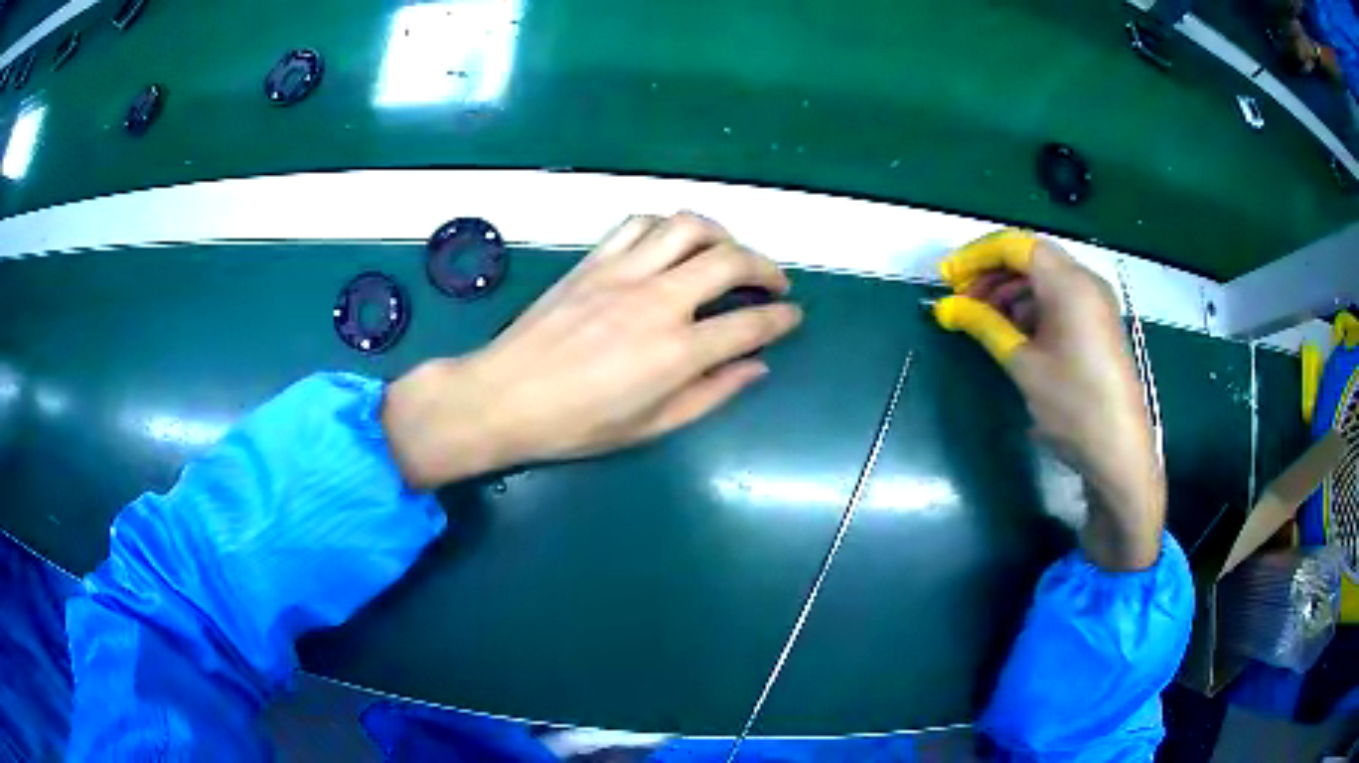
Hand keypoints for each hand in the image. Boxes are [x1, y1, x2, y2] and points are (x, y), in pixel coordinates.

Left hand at [382, 213, 802, 488]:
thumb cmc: (577, 425)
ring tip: (727, 252)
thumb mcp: (651, 426)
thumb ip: (710, 393)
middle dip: (765, 267)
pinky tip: (671, 244)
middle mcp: (658, 301)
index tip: (793, 316)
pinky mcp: (594, 261)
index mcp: (677, 352)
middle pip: (730, 260)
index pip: (750, 324)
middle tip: (773, 283)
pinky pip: (638, 225)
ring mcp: (623, 273)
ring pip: (687, 227)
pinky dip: (666, 226)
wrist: (504, 396)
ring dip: (720, 233)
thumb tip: (755, 368)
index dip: (781, 318)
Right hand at [934, 231, 1164, 569]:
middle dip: (992, 273)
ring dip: (1011, 291)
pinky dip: (1032, 306)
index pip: (1015, 246)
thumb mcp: (1024, 364)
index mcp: (1069, 283)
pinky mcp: (1099, 323)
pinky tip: (1014, 332)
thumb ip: (985, 325)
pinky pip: (1060, 299)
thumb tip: (946, 308)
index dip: (976, 257)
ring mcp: (1096, 302)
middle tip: (961, 301)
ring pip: (1045, 278)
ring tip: (983, 319)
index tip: (947, 279)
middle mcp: (1086, 281)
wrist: (1119, 452)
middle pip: (1031, 258)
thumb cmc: (1072, 406)